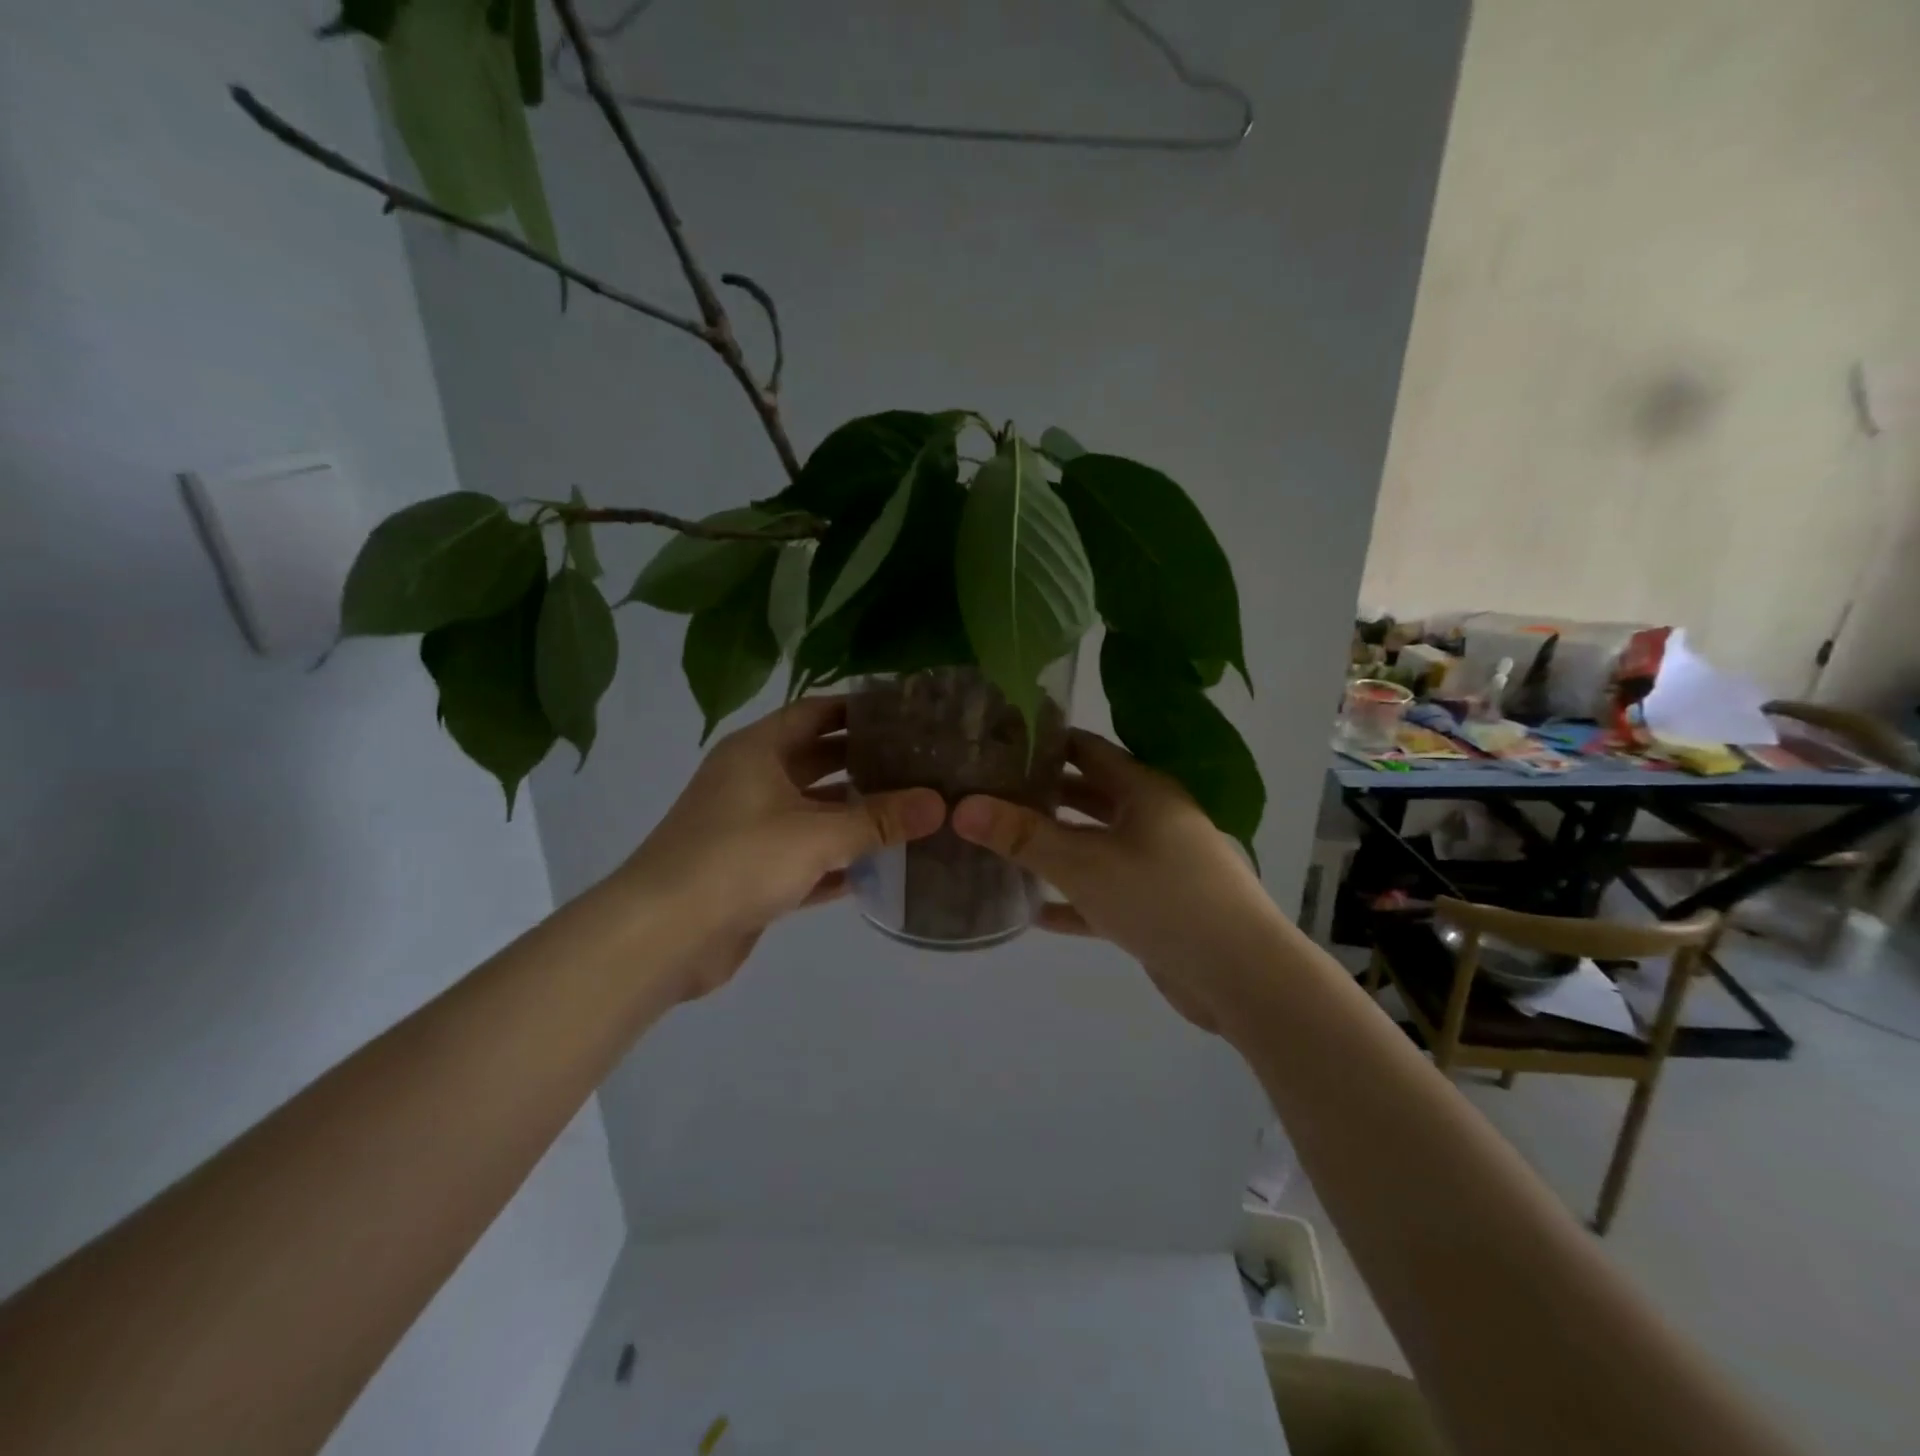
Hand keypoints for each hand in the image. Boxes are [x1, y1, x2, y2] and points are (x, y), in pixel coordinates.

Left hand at [615, 697, 944, 997]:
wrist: (662, 936)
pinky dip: (839, 862)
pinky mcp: (754, 874)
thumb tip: (938, 804)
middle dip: (866, 764)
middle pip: (818, 762)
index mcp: (758, 751)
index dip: (858, 710)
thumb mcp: (817, 834)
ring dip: (856, 816)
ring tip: (913, 813)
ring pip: (815, 813)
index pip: (816, 713)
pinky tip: (883, 867)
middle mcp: (752, 782)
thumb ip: (880, 820)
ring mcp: (751, 829)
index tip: (905, 714)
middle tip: (921, 765)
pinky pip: (808, 858)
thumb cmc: (738, 860)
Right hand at [950, 730, 1274, 1029]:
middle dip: (1043, 795)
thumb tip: (962, 806)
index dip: (1045, 743)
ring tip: (1003, 846)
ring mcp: (1158, 864)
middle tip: (991, 795)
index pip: (1087, 749)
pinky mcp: (1157, 907)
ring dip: (1056, 847)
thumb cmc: (1161, 898)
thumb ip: (1022, 835)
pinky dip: (1073, 899)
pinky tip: (1033, 912)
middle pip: (1089, 796)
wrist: (1240, 975)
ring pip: (1096, 846)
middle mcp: (1152, 819)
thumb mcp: (1083, 863)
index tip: (998, 742)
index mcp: (1142, 791)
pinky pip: (1104, 893)